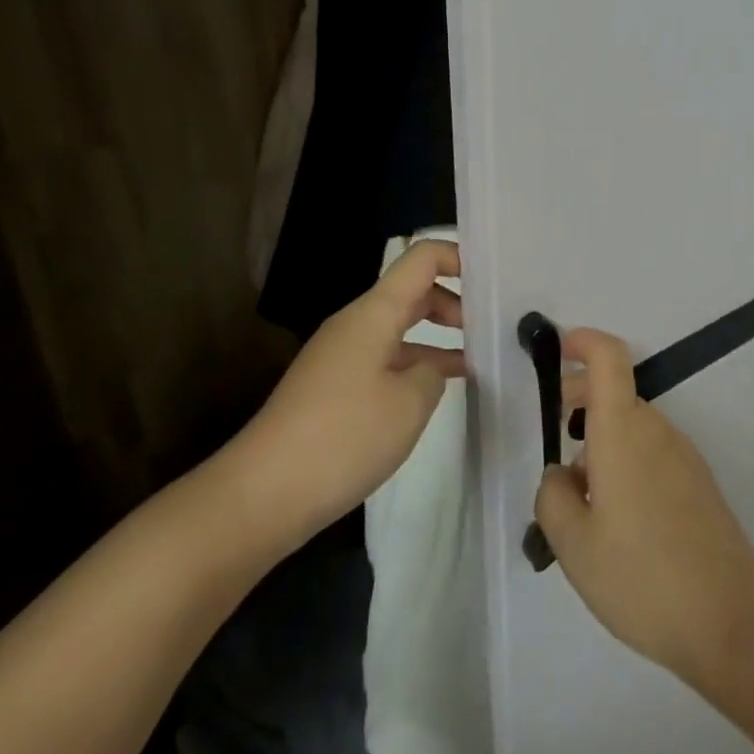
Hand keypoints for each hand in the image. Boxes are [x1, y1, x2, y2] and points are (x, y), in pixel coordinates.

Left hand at [221, 240, 464, 555]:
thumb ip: (434, 372)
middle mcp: (356, 324)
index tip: (493, 280)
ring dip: (437, 336)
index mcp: (374, 312)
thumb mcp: (410, 403)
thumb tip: (431, 368)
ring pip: (400, 327)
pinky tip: (435, 391)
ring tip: (476, 360)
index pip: (421, 258)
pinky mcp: (333, 387)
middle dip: (454, 300)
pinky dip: (414, 364)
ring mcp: (341, 355)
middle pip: (412, 291)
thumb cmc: (342, 437)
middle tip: (491, 327)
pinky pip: (384, 357)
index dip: (459, 257)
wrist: (260, 496)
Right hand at [533, 329, 753, 682]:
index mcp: (622, 430)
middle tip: (555, 435)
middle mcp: (655, 429)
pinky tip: (617, 519)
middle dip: (581, 400)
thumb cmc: (641, 574)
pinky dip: (626, 462)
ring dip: (603, 440)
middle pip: (616, 393)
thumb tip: (561, 475)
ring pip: (633, 427)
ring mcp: (682, 455)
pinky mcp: (697, 482)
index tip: (560, 349)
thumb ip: (553, 498)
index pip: (608, 358)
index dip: (583, 342)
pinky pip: (652, 453)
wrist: (729, 616)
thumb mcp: (573, 545)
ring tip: (582, 499)